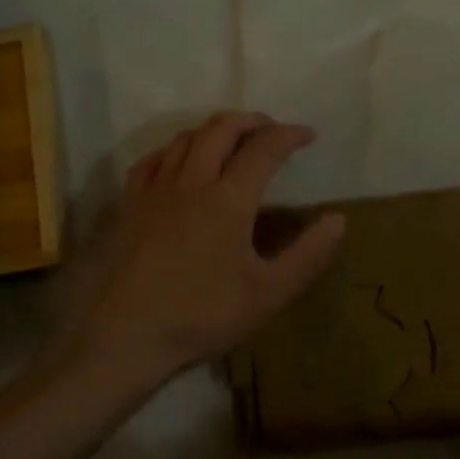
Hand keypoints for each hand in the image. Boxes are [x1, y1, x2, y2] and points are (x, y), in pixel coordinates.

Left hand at [59, 112, 345, 382]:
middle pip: (221, 128)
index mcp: (228, 199)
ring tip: (230, 141)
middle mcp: (191, 181)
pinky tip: (178, 162)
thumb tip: (338, 218)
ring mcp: (154, 190)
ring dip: (213, 130)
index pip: (264, 148)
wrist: (121, 338)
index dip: (290, 135)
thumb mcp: (269, 294)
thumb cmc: (201, 317)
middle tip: (271, 129)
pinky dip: (175, 149)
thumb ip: (308, 255)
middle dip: (251, 121)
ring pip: (185, 138)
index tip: (308, 135)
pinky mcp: (127, 204)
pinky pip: (152, 159)